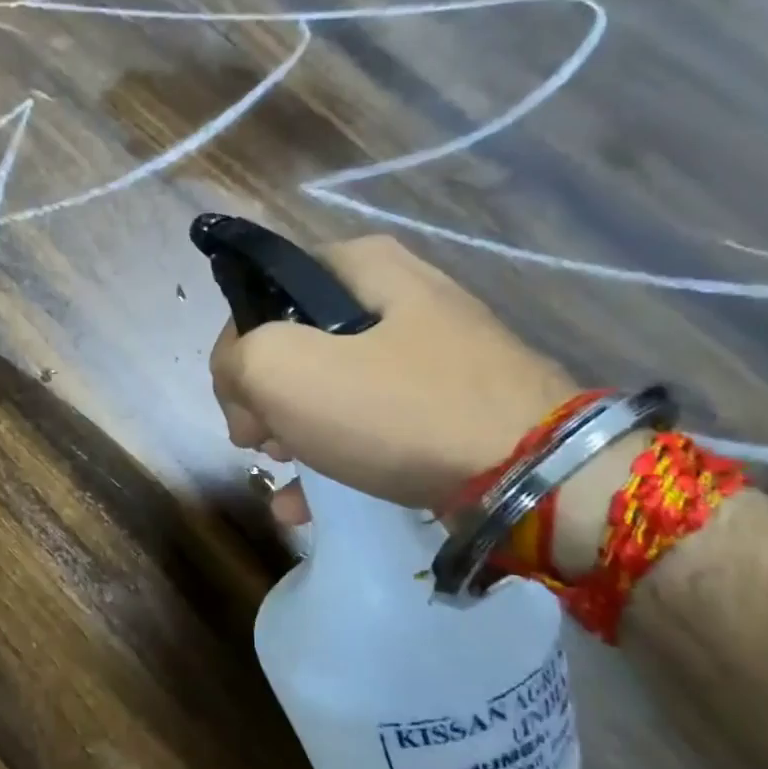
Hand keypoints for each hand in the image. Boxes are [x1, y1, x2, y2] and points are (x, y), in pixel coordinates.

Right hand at [209, 235, 577, 525]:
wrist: (533, 478)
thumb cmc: (395, 409)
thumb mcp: (283, 369)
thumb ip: (235, 359)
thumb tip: (240, 382)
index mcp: (362, 265)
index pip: (265, 292)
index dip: (238, 346)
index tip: (237, 401)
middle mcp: (399, 296)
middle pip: (298, 342)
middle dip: (265, 397)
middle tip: (258, 441)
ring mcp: (430, 353)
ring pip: (332, 386)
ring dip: (293, 430)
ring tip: (282, 472)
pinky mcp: (449, 405)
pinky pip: (373, 421)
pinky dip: (334, 455)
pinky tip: (306, 503)